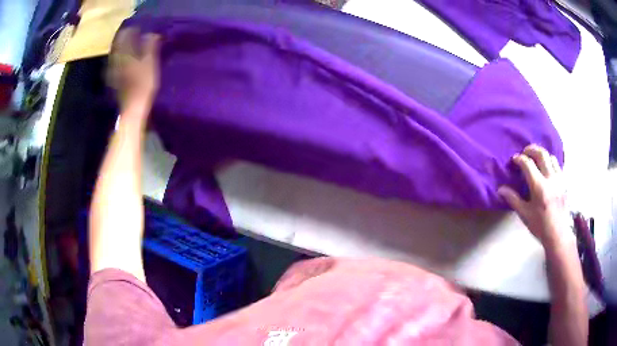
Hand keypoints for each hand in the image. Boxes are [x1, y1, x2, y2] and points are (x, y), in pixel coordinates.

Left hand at [107, 28, 159, 119]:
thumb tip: (151, 33)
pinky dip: (119, 59)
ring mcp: (113, 71)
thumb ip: (150, 47)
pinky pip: (115, 64)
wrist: (132, 109)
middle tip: (132, 33)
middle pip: (118, 44)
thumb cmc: (143, 86)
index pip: (125, 36)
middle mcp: (116, 60)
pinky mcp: (113, 80)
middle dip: (124, 38)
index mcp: (124, 55)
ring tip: (128, 45)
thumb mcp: (150, 64)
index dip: (132, 29)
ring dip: (121, 48)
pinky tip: (123, 60)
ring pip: (115, 54)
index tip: (138, 26)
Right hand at [498, 145, 571, 247]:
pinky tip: (547, 168)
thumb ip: (513, 199)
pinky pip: (558, 165)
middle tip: (524, 152)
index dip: (519, 159)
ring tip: (536, 160)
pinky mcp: (564, 182)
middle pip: (541, 154)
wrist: (558, 235)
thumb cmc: (540, 226)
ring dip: (542, 155)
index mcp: (539, 187)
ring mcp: (559, 179)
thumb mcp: (525, 214)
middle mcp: (550, 179)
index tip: (514, 160)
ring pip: (551, 157)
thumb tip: (500, 189)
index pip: (528, 164)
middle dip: (531, 149)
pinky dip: (550, 162)